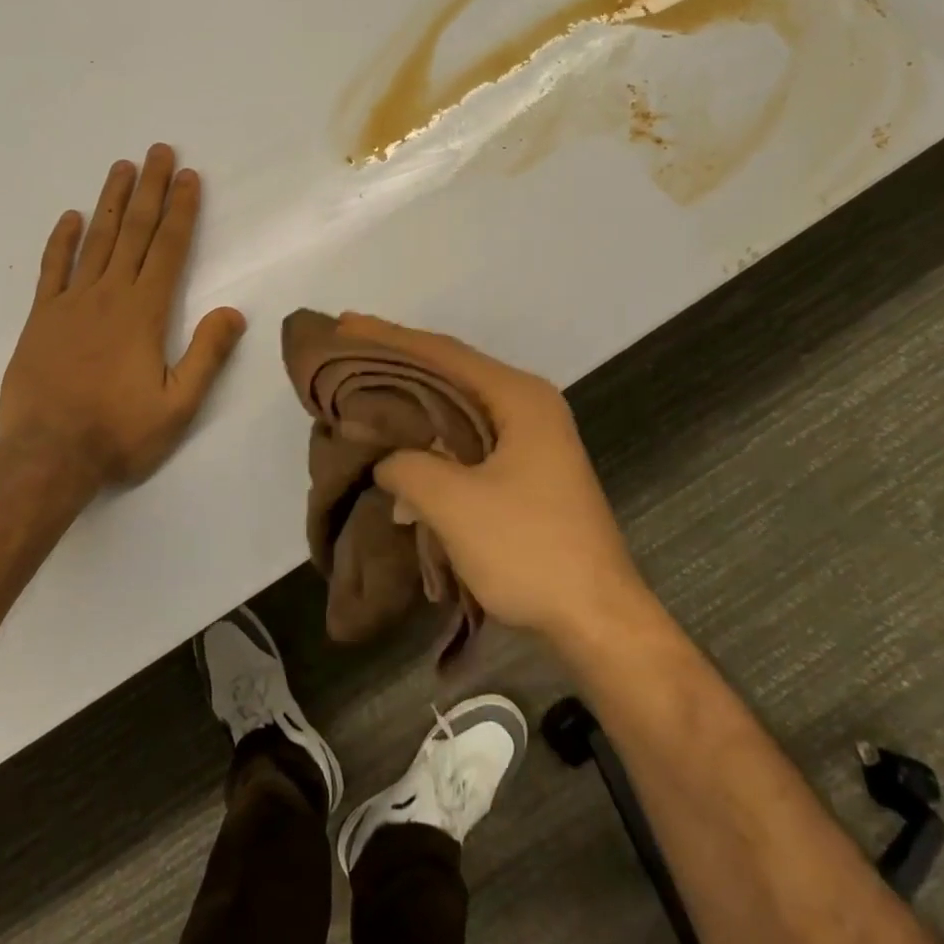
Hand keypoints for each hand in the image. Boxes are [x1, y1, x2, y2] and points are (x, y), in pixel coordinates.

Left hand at [0, 145, 246, 489]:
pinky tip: (71, 216)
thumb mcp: (178, 406)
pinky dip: (62, 240)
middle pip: (135, 231)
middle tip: (158, 151)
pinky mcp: (42, 317)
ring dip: (111, 201)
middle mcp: (110, 295)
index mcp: (145, 311)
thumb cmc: (118, 433)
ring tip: (122, 167)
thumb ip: (207, 355)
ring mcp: (72, 302)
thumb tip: (234, 311)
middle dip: (151, 189)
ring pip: (96, 240)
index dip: (182, 210)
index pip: (170, 248)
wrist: (47, 456)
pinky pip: (53, 268)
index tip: (189, 177)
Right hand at [347, 314, 647, 644]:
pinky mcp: (525, 470)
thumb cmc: (528, 549)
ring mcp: (530, 438)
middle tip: (348, 348)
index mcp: (518, 397)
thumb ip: (406, 464)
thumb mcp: (453, 503)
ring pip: (457, 404)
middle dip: (398, 361)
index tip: (344, 324)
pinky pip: (466, 435)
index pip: (442, 352)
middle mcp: (527, 405)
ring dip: (413, 399)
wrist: (599, 620)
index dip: (388, 337)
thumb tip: (385, 459)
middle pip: (450, 370)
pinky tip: (400, 441)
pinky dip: (431, 433)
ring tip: (365, 387)